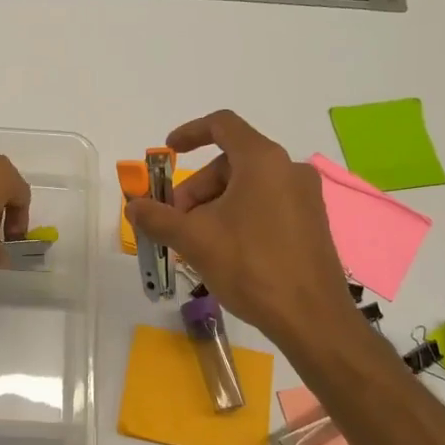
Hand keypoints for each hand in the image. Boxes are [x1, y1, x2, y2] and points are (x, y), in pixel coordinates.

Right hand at [126, 110, 353, 344]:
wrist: (312, 319)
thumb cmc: (251, 267)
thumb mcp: (195, 240)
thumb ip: (158, 218)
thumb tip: (133, 206)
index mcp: (263, 161)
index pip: (222, 125)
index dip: (190, 132)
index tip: (168, 151)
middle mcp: (289, 169)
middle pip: (230, 163)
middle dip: (197, 189)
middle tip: (176, 222)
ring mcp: (305, 197)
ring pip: (247, 187)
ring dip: (215, 206)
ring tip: (197, 243)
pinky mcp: (312, 222)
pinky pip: (267, 204)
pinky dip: (239, 216)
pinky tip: (225, 251)